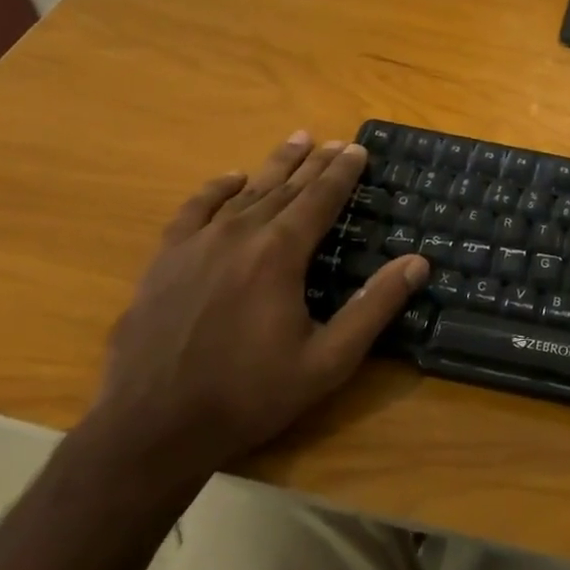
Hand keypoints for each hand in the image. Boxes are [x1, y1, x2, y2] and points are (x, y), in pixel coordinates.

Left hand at [85, 132, 427, 480]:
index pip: (320, 199)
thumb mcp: (327, 361)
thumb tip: (418, 262)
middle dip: (315, 163)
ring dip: (274, 166)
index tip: (358, 148)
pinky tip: (230, 179)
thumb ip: (374, 307)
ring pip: (244, 192)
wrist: (151, 429)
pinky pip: (194, 210)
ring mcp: (195, 245)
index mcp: (279, 254)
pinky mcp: (164, 261)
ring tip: (297, 140)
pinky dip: (216, 189)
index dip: (342, 173)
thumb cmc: (249, 395)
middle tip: (336, 142)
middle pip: (285, 188)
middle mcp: (238, 235)